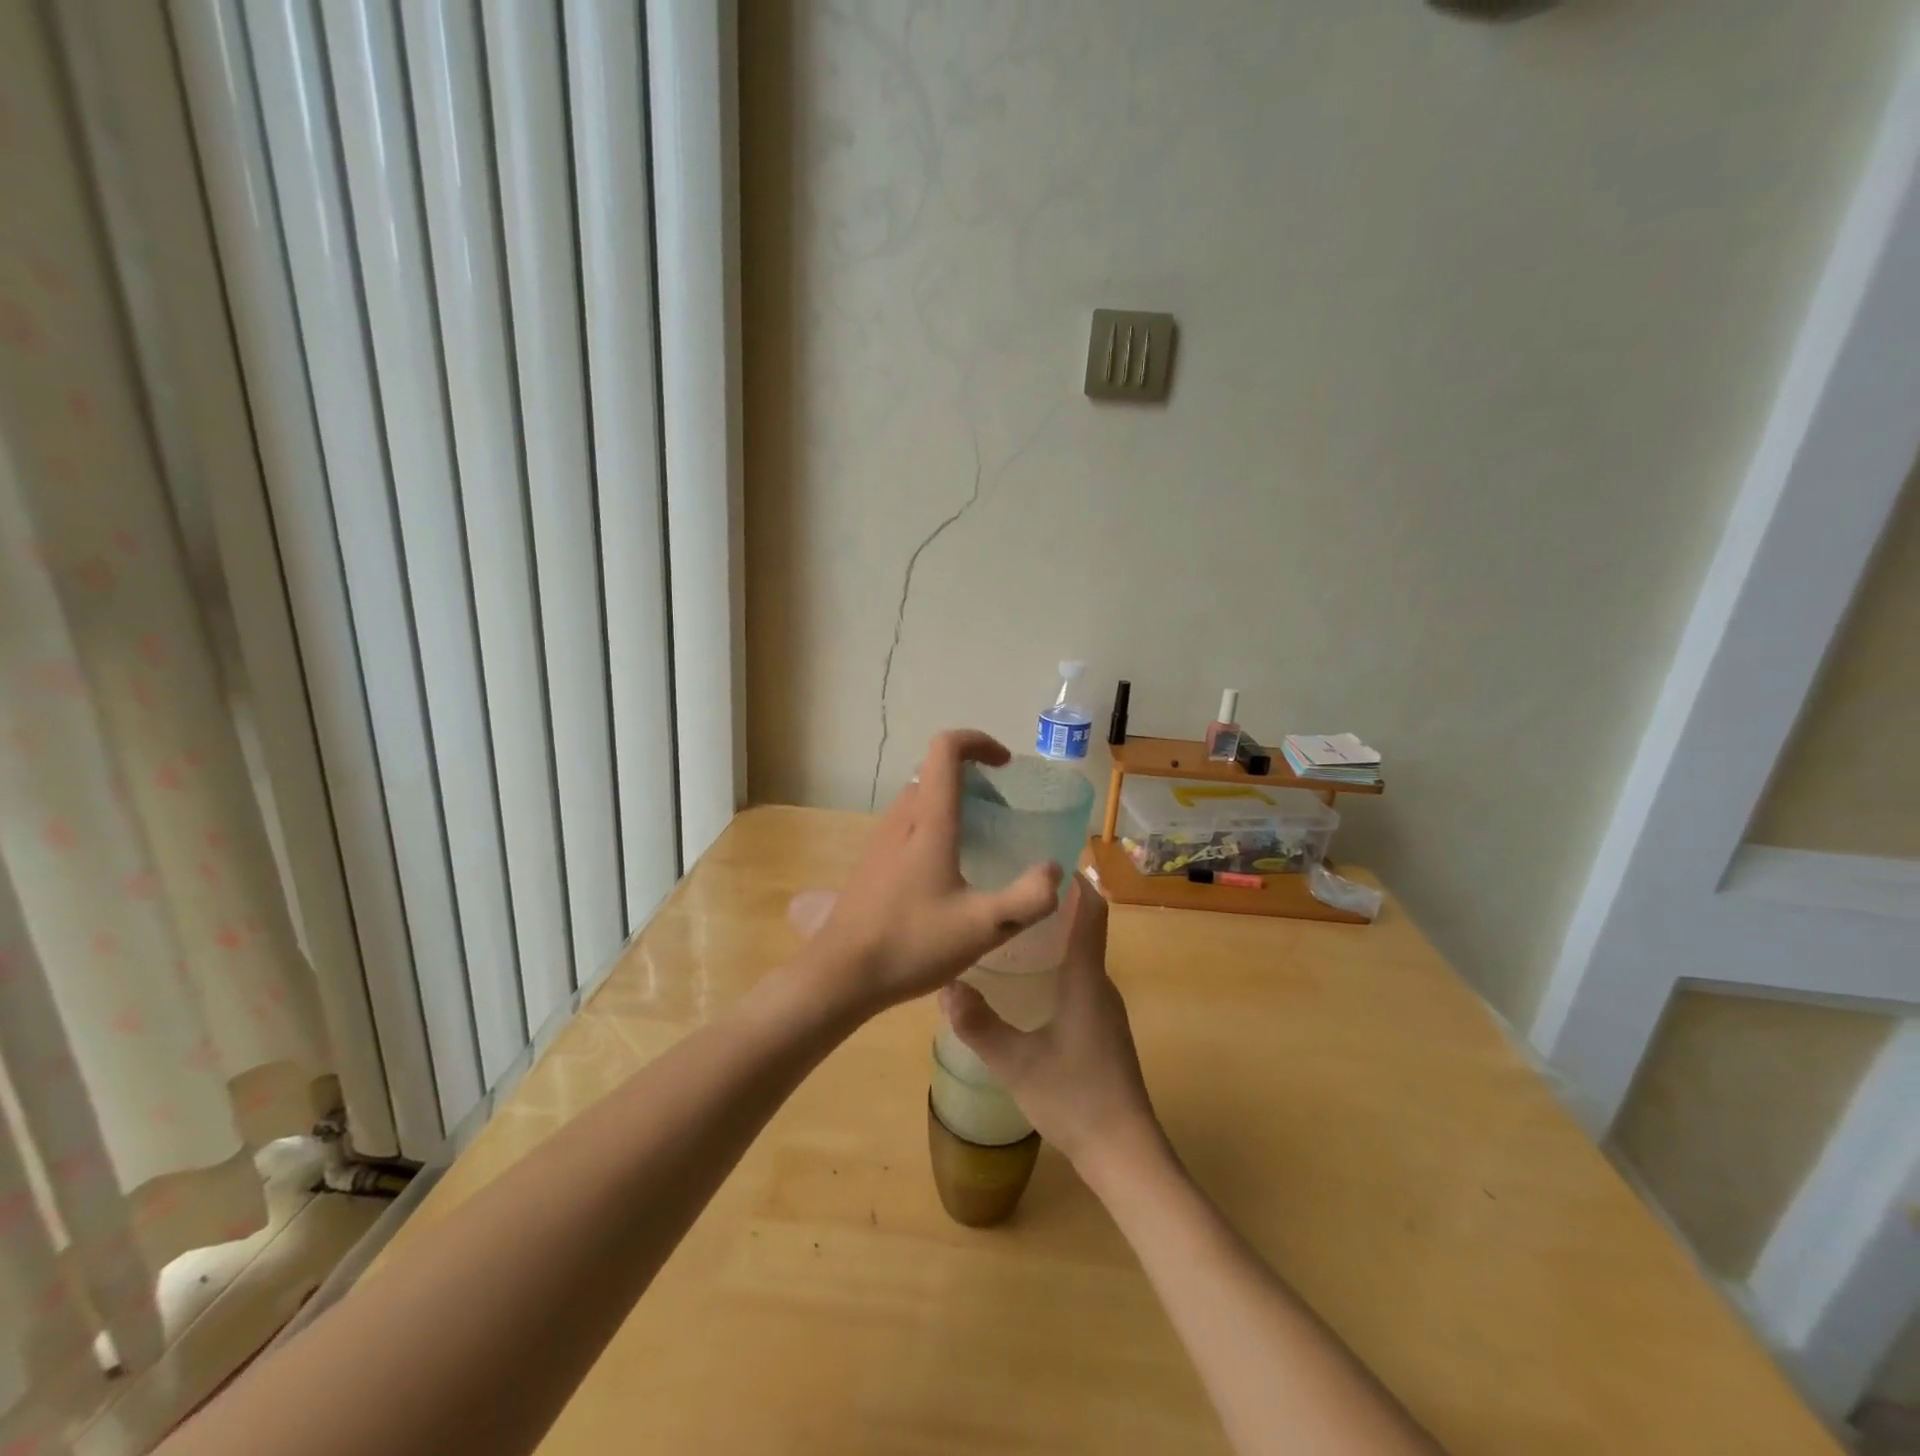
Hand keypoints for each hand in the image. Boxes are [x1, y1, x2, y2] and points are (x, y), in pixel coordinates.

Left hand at [799, 730, 1061, 1015]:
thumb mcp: (983, 928)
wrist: (841, 974)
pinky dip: (933, 825)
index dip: (978, 742)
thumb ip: (1029, 899)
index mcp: (929, 821)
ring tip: (980, 842)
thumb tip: (1054, 871)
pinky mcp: (871, 861)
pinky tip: (947, 873)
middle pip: (934, 772)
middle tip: (1002, 814)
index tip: (1005, 765)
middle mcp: (901, 818)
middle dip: (973, 779)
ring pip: (920, 798)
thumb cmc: (912, 944)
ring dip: (952, 802)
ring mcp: (880, 838)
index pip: (946, 749)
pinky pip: (907, 823)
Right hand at [940, 876, 1166, 1179]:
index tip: (1048, 858)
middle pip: (1085, 929)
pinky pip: (1079, 981)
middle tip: (1010, 892)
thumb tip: (945, 986)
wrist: (1125, 1154)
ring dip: (1054, 938)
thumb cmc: (1075, 1098)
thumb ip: (979, 1026)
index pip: (1092, 912)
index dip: (1077, 881)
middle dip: (1053, 906)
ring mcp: (1105, 1010)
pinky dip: (1057, 966)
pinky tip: (1026, 983)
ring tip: (1009, 930)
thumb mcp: (1016, 1063)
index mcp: (1086, 980)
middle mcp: (1101, 986)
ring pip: (1081, 958)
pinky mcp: (1102, 1031)